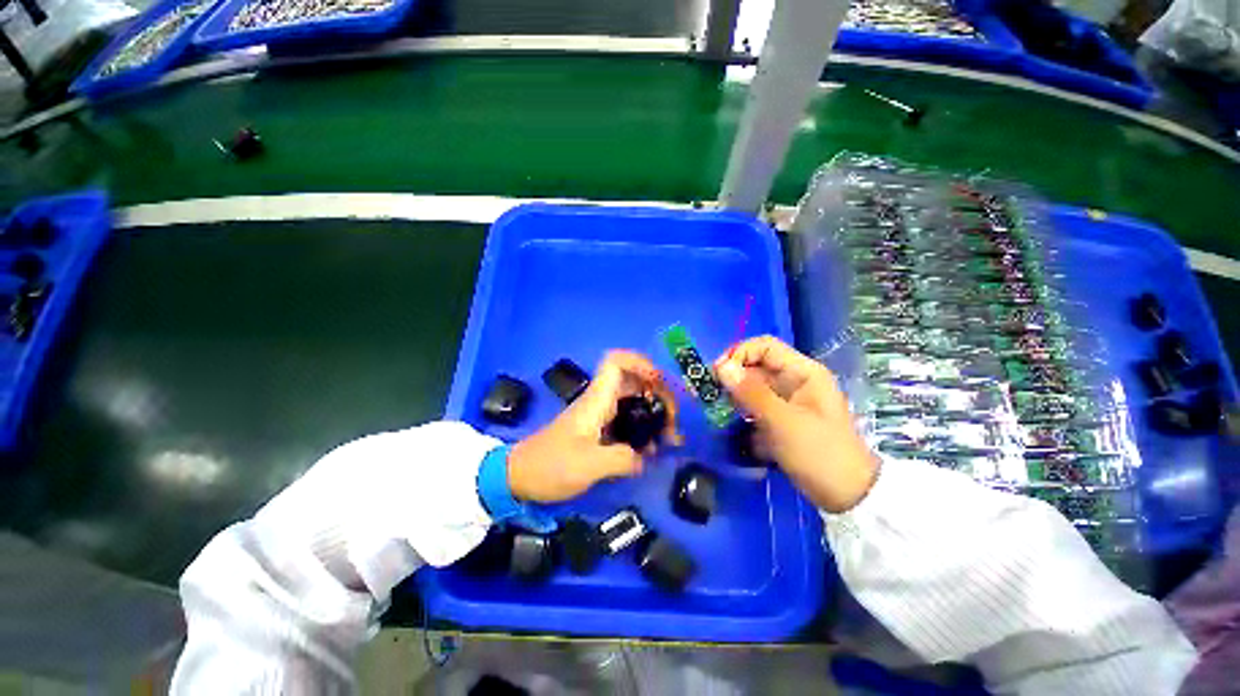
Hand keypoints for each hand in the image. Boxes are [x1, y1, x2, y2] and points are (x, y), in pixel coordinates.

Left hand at [508, 351, 680, 502]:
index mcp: (597, 400)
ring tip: (669, 436)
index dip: (640, 363)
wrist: (519, 476)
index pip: (617, 362)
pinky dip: (643, 427)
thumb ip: (622, 459)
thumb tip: (644, 458)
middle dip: (658, 394)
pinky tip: (652, 448)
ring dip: (653, 412)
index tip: (660, 384)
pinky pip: (627, 419)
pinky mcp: (598, 430)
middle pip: (634, 381)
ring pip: (633, 400)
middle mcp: (600, 401)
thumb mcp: (589, 466)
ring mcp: (599, 415)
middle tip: (673, 419)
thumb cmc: (551, 465)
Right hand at [715, 336, 876, 512]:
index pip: (764, 347)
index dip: (739, 354)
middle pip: (757, 366)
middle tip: (712, 393)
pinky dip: (743, 410)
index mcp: (803, 372)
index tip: (717, 373)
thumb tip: (721, 367)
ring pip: (754, 386)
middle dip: (733, 376)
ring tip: (719, 408)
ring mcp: (788, 401)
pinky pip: (756, 405)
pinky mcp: (782, 418)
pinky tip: (734, 423)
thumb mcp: (783, 421)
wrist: (847, 496)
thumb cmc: (819, 453)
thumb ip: (751, 393)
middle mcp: (795, 381)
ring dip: (735, 394)